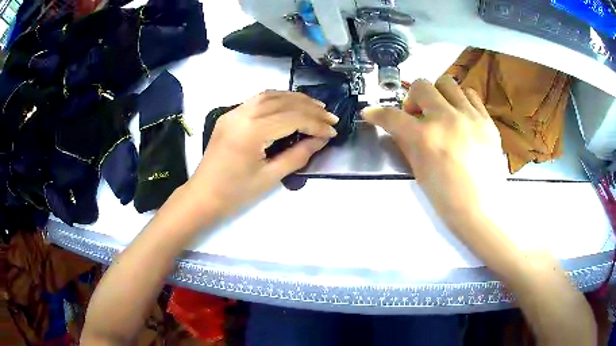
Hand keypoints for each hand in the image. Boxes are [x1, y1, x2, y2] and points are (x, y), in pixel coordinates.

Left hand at [187, 90, 337, 218]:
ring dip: (295, 99)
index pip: (292, 118)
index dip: (315, 124)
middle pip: (283, 102)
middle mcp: (242, 114)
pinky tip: (291, 105)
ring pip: (270, 95)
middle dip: (310, 108)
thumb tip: (321, 139)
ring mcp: (233, 112)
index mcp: (251, 131)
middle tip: (330, 117)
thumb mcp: (271, 177)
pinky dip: (278, 98)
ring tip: (316, 107)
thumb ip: (299, 155)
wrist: (203, 196)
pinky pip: (258, 99)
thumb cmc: (235, 194)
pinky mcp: (230, 115)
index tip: (333, 131)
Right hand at [364, 76, 507, 222]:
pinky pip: (470, 95)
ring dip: (438, 95)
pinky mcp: (487, 121)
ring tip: (442, 113)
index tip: (371, 113)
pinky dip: (461, 101)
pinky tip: (461, 117)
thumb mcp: (419, 171)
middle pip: (421, 86)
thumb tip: (397, 126)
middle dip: (413, 99)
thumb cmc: (446, 197)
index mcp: (425, 138)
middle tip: (418, 116)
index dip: (377, 114)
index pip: (392, 116)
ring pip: (447, 83)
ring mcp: (470, 117)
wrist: (481, 209)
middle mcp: (447, 119)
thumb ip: (406, 143)